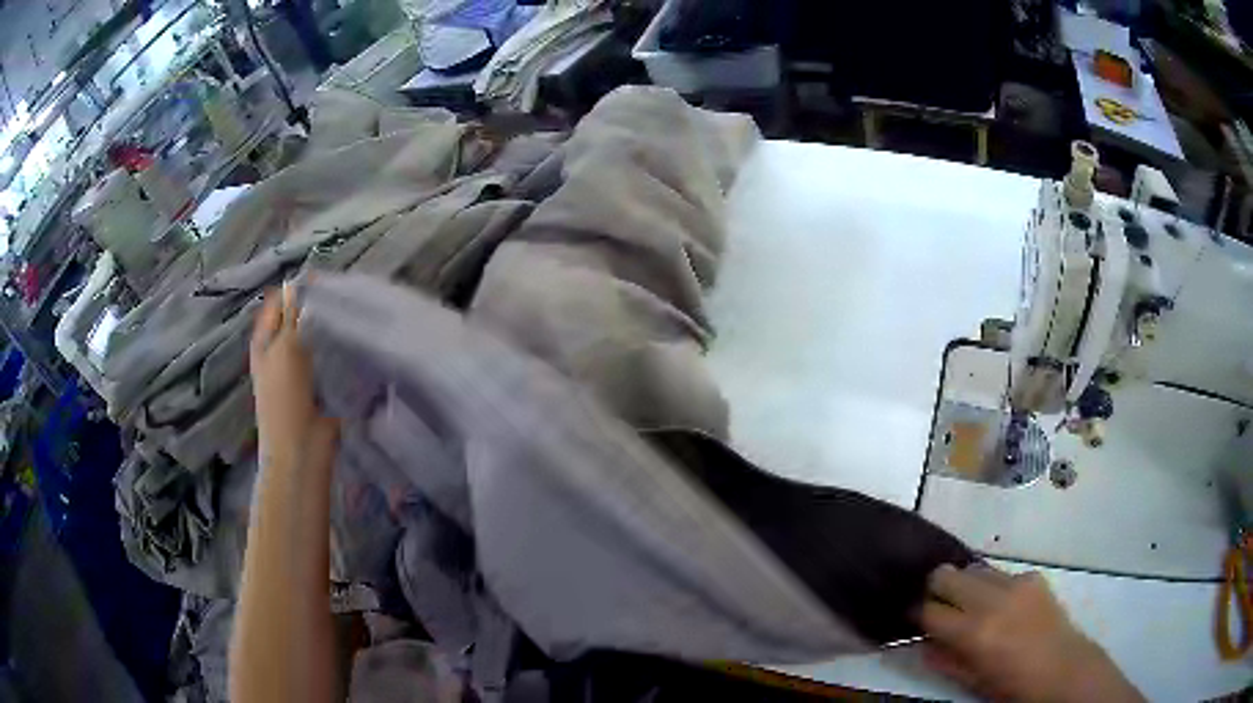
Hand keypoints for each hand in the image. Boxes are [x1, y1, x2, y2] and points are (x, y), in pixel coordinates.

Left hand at [250, 284, 337, 472]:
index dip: (296, 288)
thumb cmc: (286, 398)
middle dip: (316, 307)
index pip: (278, 303)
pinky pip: (329, 359)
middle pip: (298, 320)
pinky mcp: (320, 385)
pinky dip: (338, 349)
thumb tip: (299, 281)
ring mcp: (300, 370)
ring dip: (329, 328)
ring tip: (352, 312)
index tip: (323, 278)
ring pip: (315, 338)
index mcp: (265, 341)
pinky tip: (355, 339)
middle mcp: (280, 351)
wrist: (302, 449)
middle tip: (343, 293)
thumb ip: (293, 315)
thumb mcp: (286, 349)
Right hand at [918, 564, 1142, 702]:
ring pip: (973, 568)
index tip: (912, 616)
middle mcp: (991, 600)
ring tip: (969, 604)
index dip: (915, 612)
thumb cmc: (1012, 686)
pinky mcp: (1032, 576)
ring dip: (964, 584)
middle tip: (937, 605)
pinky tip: (1002, 605)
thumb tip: (924, 641)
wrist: (1062, 668)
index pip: (929, 610)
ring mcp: (1015, 583)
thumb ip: (945, 659)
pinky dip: (992, 586)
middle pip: (946, 574)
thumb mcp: (972, 682)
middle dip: (935, 588)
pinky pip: (1001, 573)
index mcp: (974, 632)